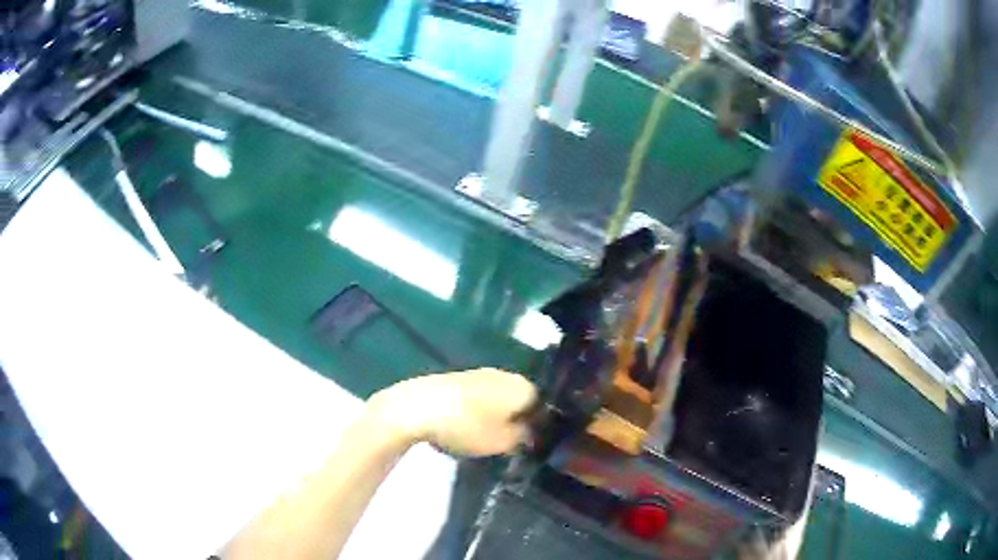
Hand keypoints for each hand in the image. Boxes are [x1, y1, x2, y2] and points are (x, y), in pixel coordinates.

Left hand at [367, 369, 536, 456]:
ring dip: (497, 416)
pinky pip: (478, 397)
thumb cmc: (466, 426)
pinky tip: (465, 427)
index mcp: (523, 387)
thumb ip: (523, 438)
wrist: (417, 407)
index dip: (539, 429)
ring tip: (485, 439)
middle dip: (517, 421)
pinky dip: (477, 412)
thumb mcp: (502, 442)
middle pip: (520, 400)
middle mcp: (506, 375)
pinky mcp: (458, 378)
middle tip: (508, 445)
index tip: (530, 447)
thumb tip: (531, 433)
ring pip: (498, 398)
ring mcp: (480, 374)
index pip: (543, 407)